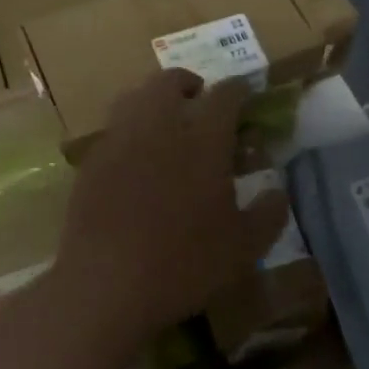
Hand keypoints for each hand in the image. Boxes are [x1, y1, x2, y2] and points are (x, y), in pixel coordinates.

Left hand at [55, 70, 289, 341]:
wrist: (104, 287)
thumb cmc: (184, 264)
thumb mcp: (245, 247)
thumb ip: (270, 213)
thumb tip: (277, 192)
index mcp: (203, 139)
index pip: (225, 94)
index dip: (239, 91)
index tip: (246, 98)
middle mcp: (159, 126)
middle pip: (170, 81)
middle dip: (189, 84)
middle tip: (201, 104)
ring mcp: (119, 141)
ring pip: (134, 97)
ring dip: (154, 101)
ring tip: (166, 127)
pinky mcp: (91, 164)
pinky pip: (113, 131)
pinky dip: (130, 132)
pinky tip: (136, 163)